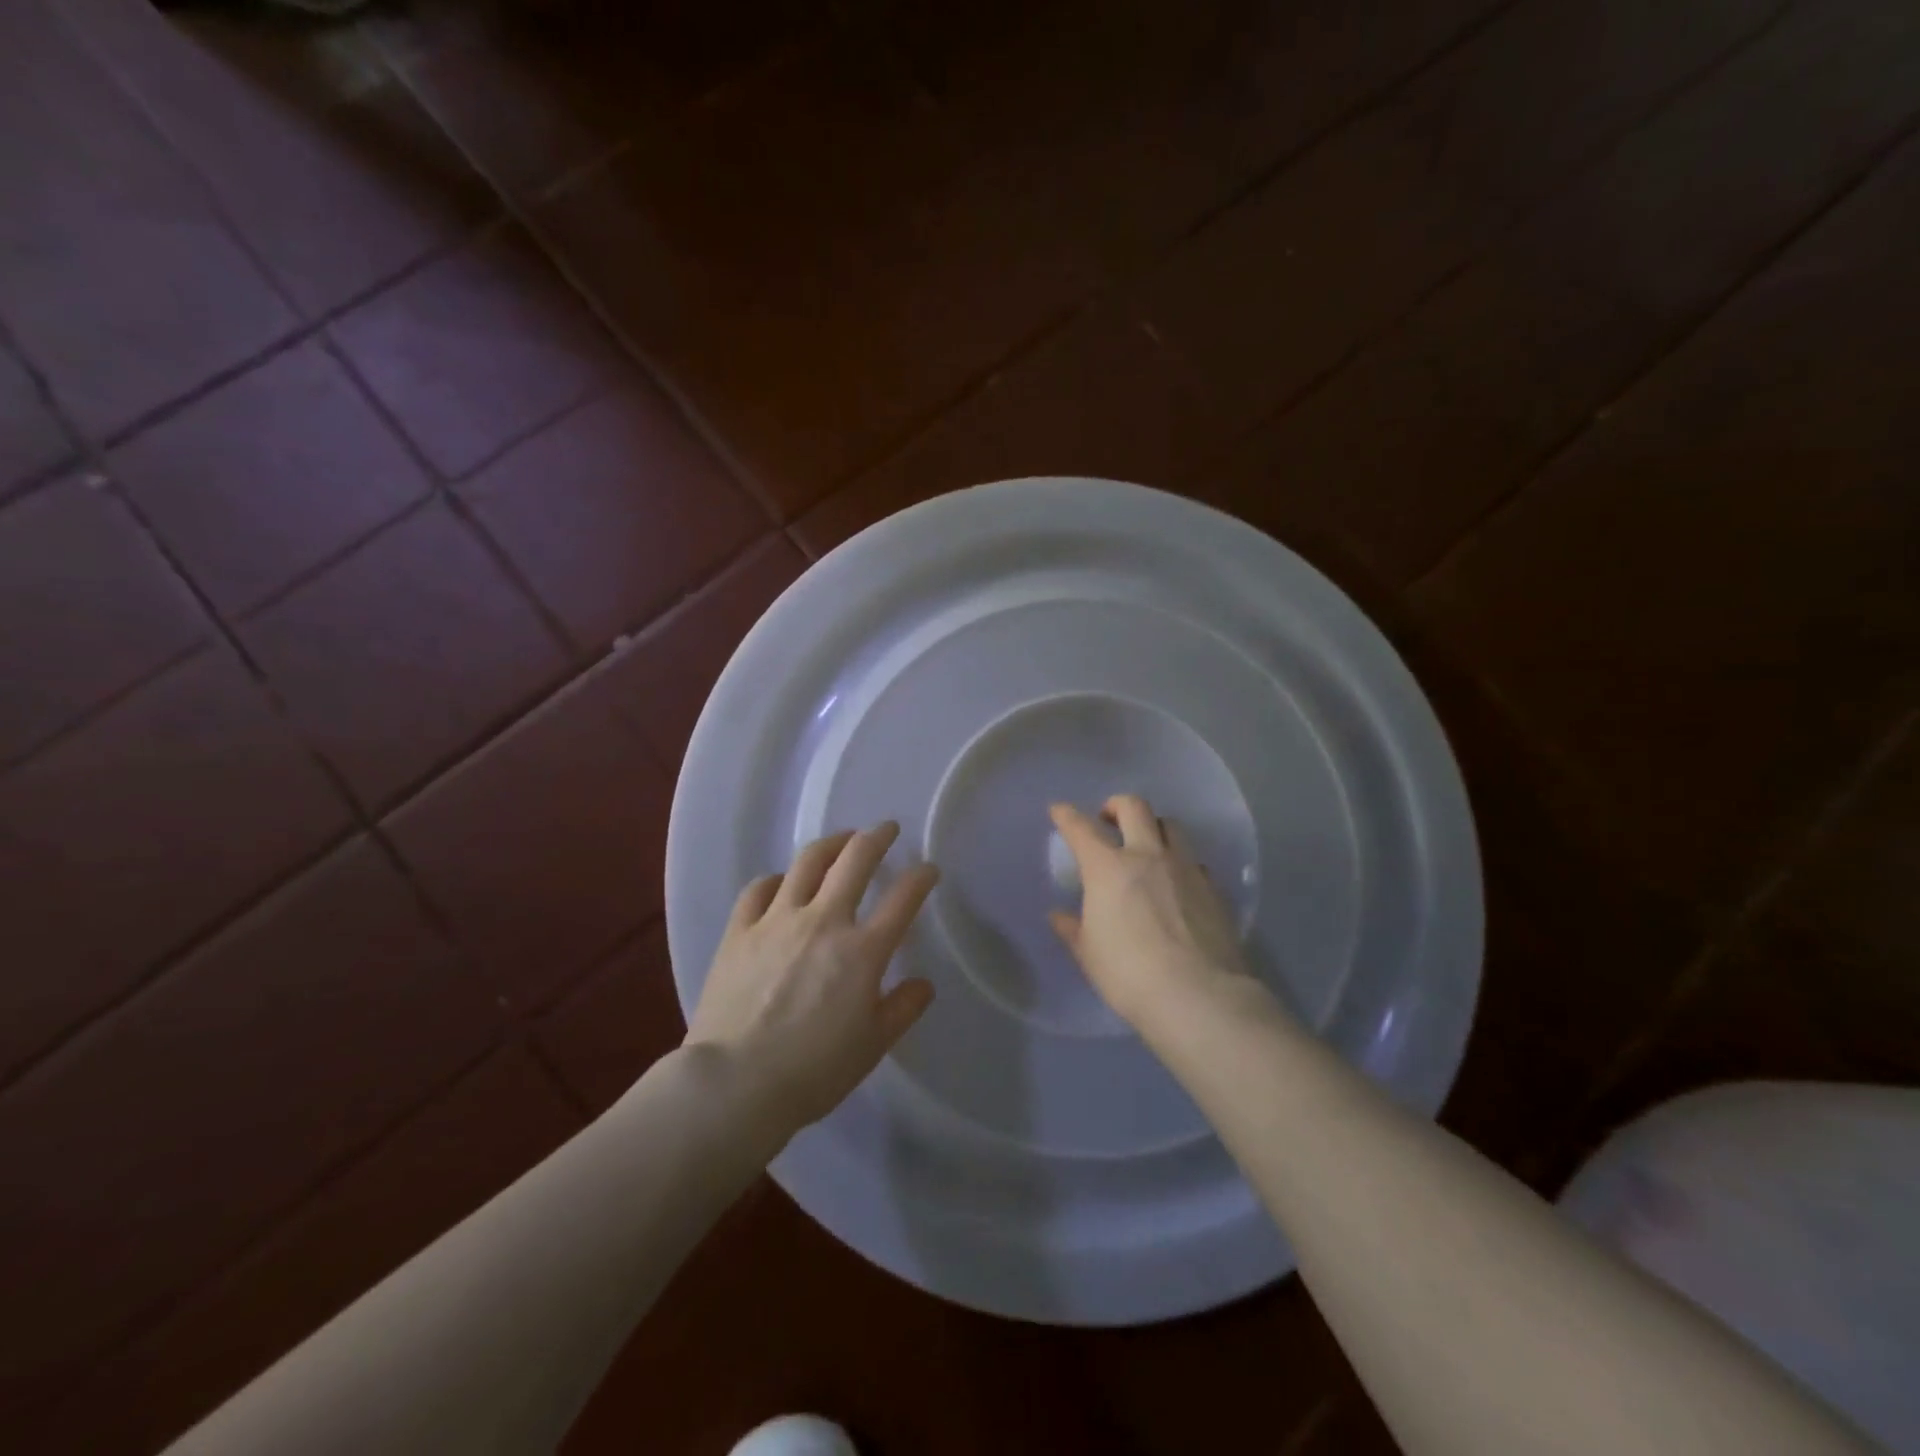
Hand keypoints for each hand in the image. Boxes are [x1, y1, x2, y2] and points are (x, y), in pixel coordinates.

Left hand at [686, 822, 938, 1135]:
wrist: (734, 1084)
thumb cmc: (813, 1071)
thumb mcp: (872, 1046)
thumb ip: (902, 1009)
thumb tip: (923, 984)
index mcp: (862, 951)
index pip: (903, 898)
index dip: (921, 877)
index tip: (928, 870)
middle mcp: (824, 921)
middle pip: (855, 859)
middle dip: (877, 837)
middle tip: (886, 829)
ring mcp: (778, 920)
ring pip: (808, 861)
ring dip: (831, 843)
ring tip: (841, 840)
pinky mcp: (740, 930)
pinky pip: (760, 887)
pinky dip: (777, 879)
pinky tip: (783, 882)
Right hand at [1048, 795, 1260, 1029]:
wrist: (1199, 995)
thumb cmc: (1129, 974)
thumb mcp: (1089, 954)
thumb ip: (1073, 929)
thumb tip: (1059, 916)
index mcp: (1108, 868)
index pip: (1081, 829)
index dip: (1066, 815)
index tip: (1058, 810)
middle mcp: (1148, 856)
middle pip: (1134, 807)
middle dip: (1116, 805)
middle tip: (1108, 820)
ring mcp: (1186, 869)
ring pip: (1172, 826)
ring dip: (1154, 827)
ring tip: (1147, 846)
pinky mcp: (1214, 888)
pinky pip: (1195, 861)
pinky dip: (1181, 863)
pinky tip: (1178, 884)